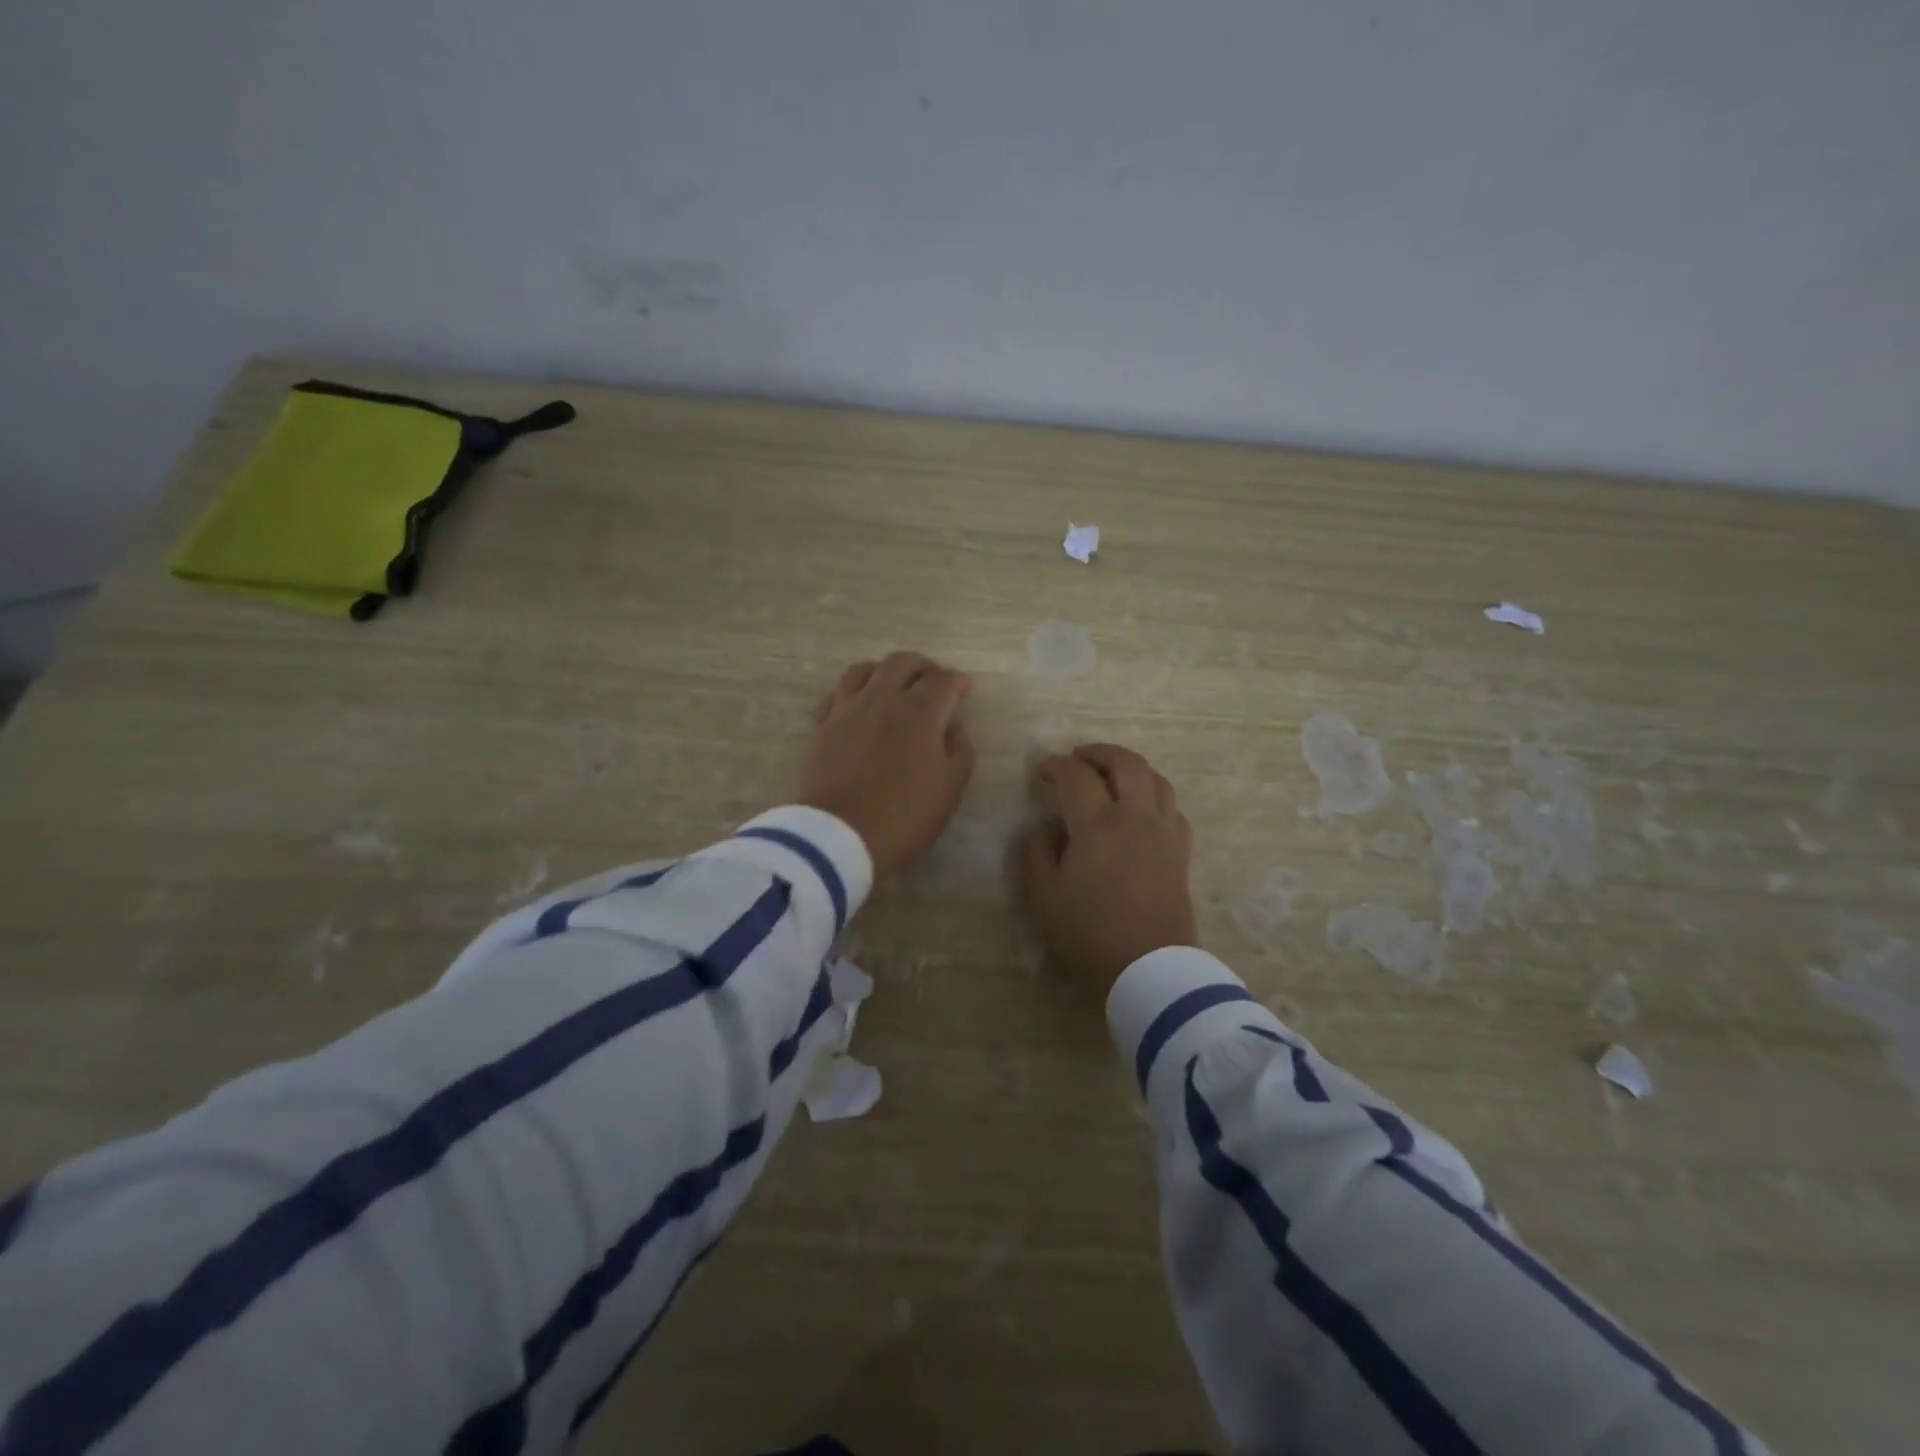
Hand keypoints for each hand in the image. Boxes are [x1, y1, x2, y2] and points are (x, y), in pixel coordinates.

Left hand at [800, 652, 976, 878]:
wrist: (839, 836)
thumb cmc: (904, 816)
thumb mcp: (950, 789)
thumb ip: (960, 750)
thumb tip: (953, 726)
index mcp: (920, 712)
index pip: (944, 680)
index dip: (959, 681)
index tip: (967, 689)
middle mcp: (882, 698)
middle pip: (902, 662)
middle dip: (924, 667)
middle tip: (933, 682)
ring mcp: (847, 709)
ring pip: (864, 669)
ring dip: (885, 671)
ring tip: (894, 686)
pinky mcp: (822, 725)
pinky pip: (837, 693)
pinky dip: (854, 691)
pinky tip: (859, 704)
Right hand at [1020, 744, 1196, 993]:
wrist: (1149, 969)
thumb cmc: (1089, 932)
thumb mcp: (1043, 895)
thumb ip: (1037, 851)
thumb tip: (1046, 826)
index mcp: (1098, 823)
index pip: (1076, 776)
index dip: (1056, 765)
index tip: (1041, 770)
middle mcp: (1136, 816)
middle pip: (1125, 763)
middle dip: (1098, 752)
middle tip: (1078, 758)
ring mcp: (1164, 832)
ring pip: (1156, 779)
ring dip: (1130, 768)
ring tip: (1111, 775)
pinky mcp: (1181, 852)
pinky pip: (1172, 808)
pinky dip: (1154, 795)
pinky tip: (1141, 808)